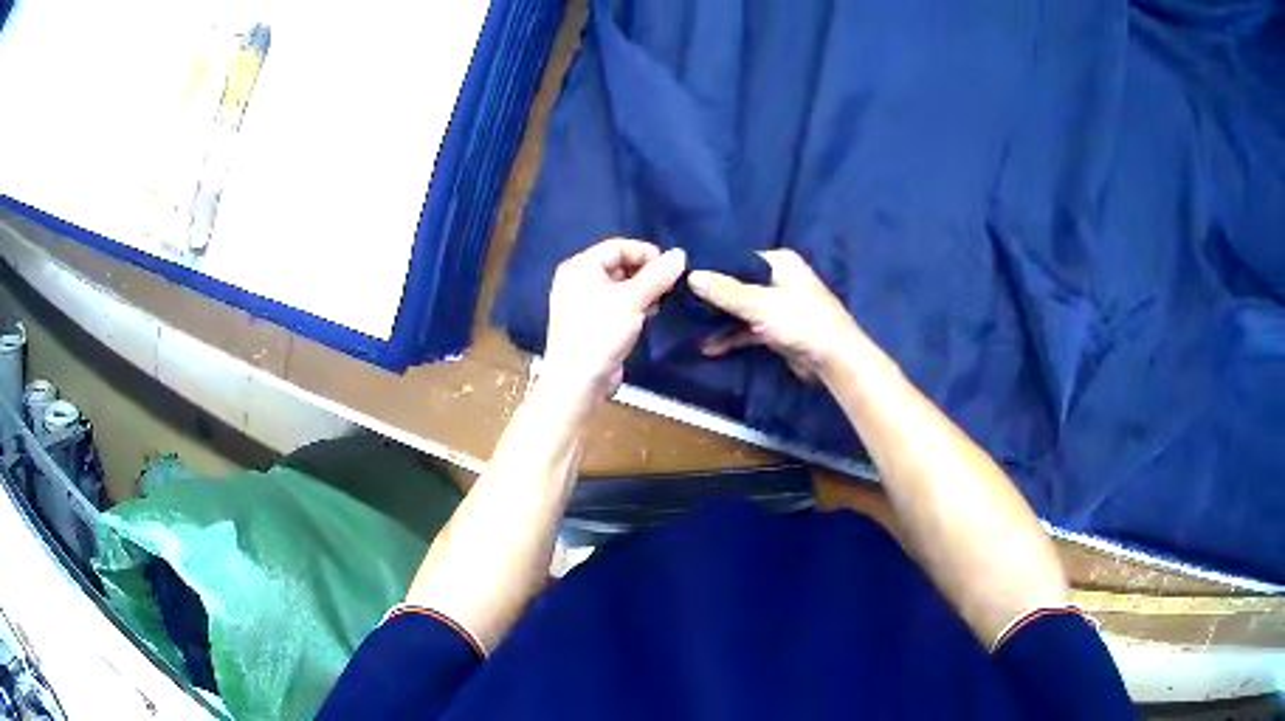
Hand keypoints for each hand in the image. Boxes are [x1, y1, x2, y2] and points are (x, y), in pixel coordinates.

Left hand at [543, 238, 686, 402]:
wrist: (577, 380)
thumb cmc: (600, 332)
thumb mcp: (633, 299)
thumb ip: (657, 275)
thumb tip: (680, 254)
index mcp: (580, 267)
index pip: (617, 246)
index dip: (645, 253)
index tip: (670, 267)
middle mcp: (578, 280)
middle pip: (618, 264)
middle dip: (646, 272)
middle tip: (669, 284)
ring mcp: (583, 303)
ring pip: (619, 286)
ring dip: (643, 289)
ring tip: (663, 299)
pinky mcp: (591, 323)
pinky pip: (616, 304)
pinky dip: (634, 304)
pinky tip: (650, 313)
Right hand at [688, 249, 861, 379]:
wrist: (834, 359)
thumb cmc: (801, 321)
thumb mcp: (759, 304)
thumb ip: (725, 291)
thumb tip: (691, 275)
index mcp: (780, 263)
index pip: (739, 259)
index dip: (714, 267)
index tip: (684, 276)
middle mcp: (779, 279)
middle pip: (739, 284)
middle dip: (714, 296)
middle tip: (681, 301)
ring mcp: (779, 306)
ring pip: (743, 308)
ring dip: (721, 320)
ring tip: (689, 326)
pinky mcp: (778, 330)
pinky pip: (749, 329)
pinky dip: (733, 337)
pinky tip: (710, 347)